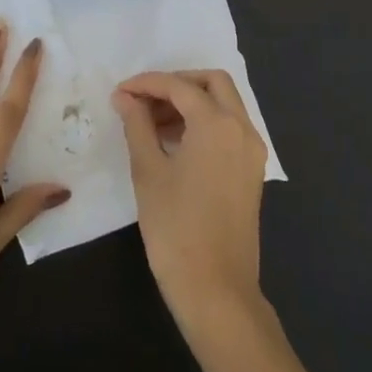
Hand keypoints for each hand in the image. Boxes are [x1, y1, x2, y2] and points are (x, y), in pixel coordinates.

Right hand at [112, 70, 268, 330]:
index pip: (179, 86)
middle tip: (144, 99)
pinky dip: (205, 122)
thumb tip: (125, 97)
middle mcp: (242, 129)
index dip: (147, 83)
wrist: (215, 288)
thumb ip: (137, 125)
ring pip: (225, 104)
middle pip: (213, 83)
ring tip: (151, 122)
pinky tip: (174, 142)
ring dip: (191, 102)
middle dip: (177, 83)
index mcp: (217, 124)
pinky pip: (230, 128)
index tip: (120, 92)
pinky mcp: (251, 171)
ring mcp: (252, 151)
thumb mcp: (148, 171)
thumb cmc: (175, 227)